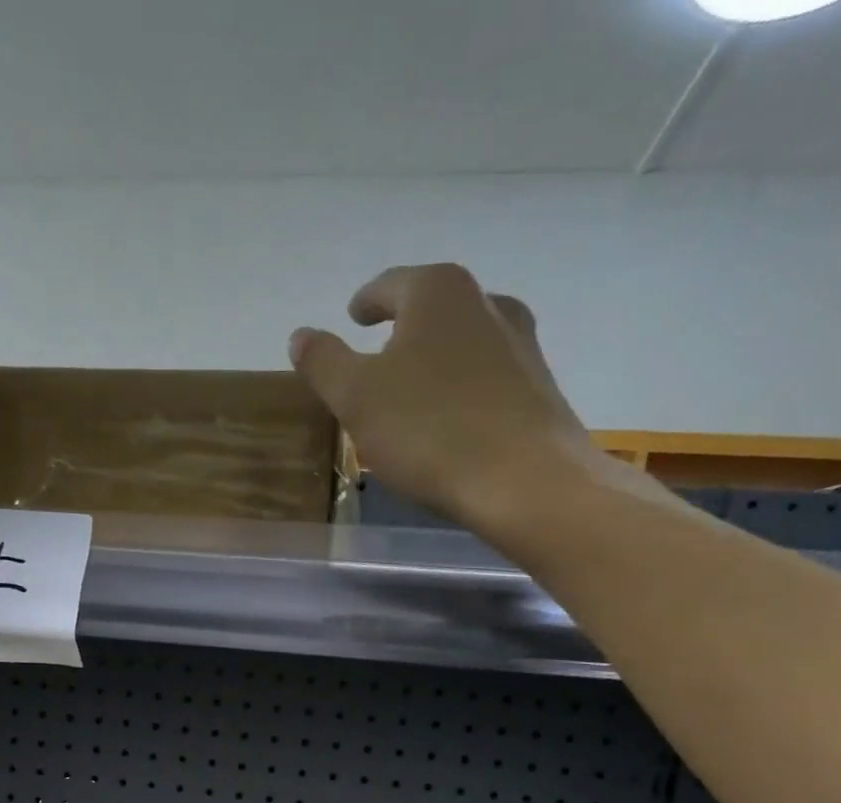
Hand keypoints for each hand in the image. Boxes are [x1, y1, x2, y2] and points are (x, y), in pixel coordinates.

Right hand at [289, 263, 677, 541]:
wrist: (526, 480)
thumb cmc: (430, 431)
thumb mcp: (357, 398)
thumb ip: (324, 363)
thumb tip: (301, 336)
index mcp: (438, 292)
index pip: (391, 284)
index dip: (367, 301)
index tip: (354, 316)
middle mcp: (487, 303)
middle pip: (433, 309)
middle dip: (403, 331)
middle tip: (378, 359)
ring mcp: (522, 345)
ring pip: (464, 343)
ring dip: (436, 361)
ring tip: (415, 394)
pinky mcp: (539, 389)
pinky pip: (487, 380)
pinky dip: (463, 392)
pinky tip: (452, 424)